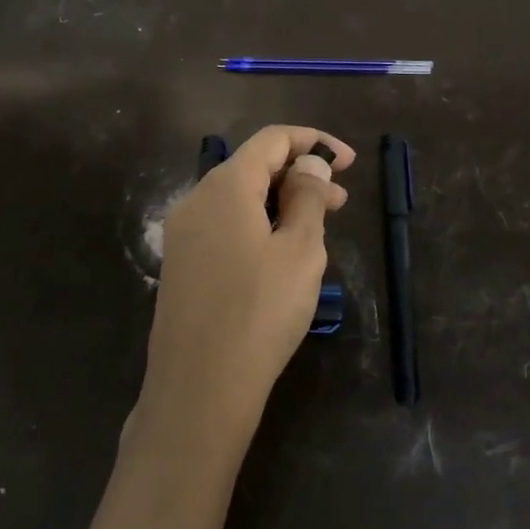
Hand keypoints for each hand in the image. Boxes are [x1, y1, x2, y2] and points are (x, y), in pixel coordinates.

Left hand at [136, 125, 354, 454]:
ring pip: (239, 198)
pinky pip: (224, 225)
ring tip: (317, 229)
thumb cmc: (259, 313)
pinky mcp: (181, 263)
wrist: (198, 389)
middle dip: (299, 175)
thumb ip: (308, 197)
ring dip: (280, 202)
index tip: (348, 163)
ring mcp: (184, 233)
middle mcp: (196, 199)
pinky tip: (280, 254)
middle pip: (252, 166)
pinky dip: (257, 224)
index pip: (271, 140)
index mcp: (224, 186)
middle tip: (340, 201)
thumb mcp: (300, 251)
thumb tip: (309, 164)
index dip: (313, 142)